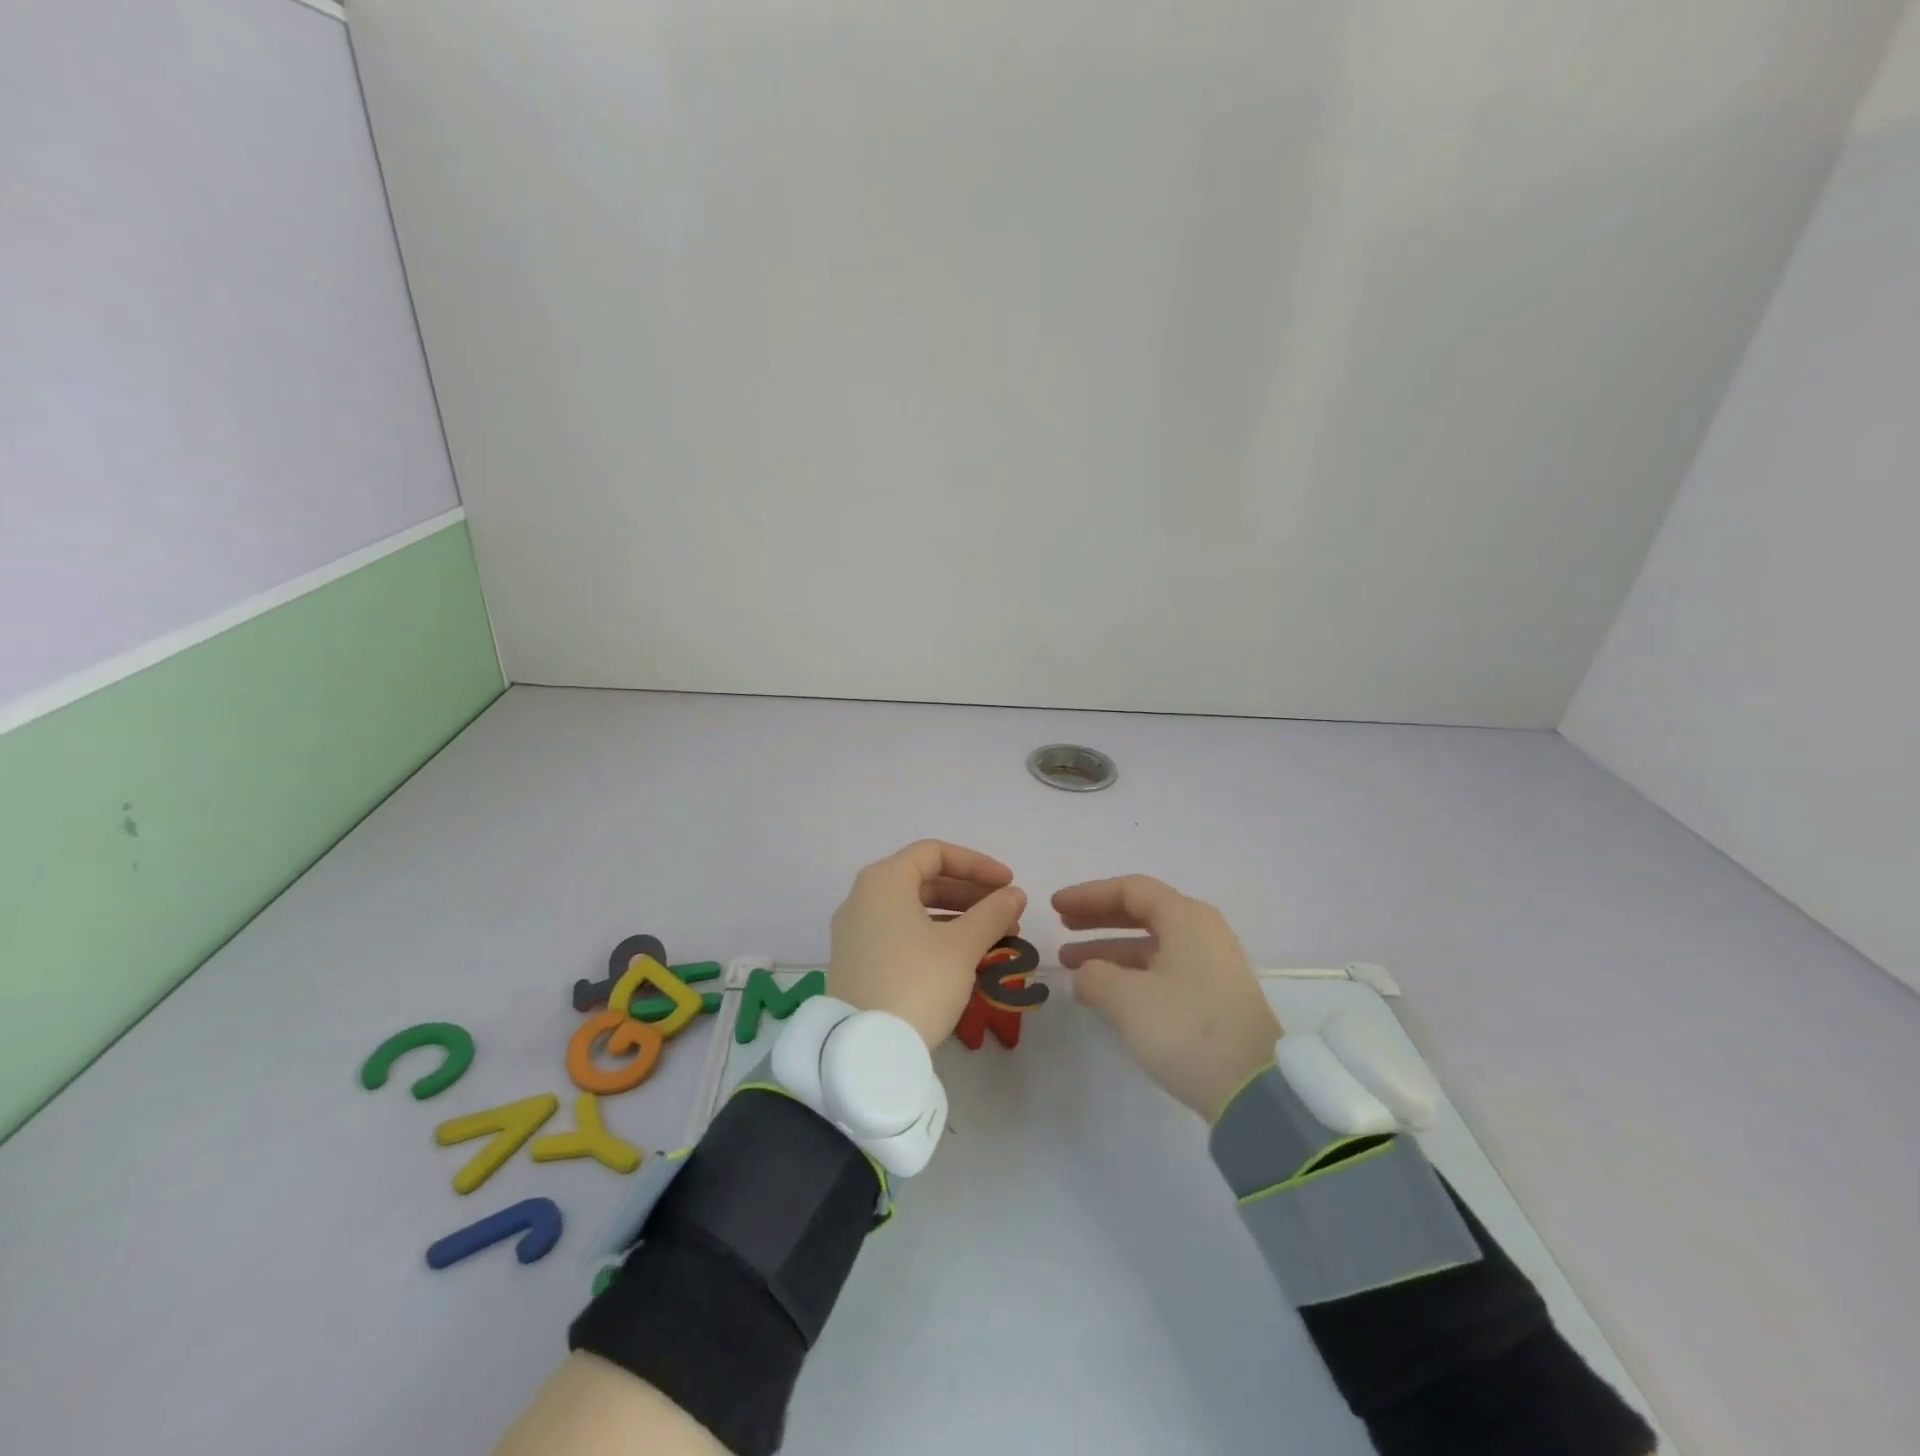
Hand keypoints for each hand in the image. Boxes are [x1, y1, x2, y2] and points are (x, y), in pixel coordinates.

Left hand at [829, 840, 1027, 1048]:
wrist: (866, 1050)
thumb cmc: (917, 983)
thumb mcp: (962, 946)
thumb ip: (992, 913)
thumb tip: (1014, 894)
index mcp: (884, 881)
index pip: (934, 853)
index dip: (976, 864)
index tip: (1008, 884)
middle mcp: (863, 897)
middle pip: (923, 880)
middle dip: (970, 894)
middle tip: (1006, 913)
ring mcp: (855, 931)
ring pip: (914, 909)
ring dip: (957, 917)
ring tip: (996, 938)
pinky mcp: (857, 961)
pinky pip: (900, 933)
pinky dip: (934, 936)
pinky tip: (964, 957)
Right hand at [1055, 875, 1281, 1120]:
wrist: (1254, 1091)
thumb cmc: (1186, 1028)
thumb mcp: (1127, 999)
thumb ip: (1095, 976)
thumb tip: (1086, 975)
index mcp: (1186, 918)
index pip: (1130, 890)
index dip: (1088, 895)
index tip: (1055, 906)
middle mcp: (1202, 932)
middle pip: (1141, 912)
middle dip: (1098, 918)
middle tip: (1062, 926)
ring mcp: (1211, 965)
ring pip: (1150, 944)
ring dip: (1109, 950)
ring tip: (1071, 964)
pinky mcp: (1213, 997)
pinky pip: (1162, 969)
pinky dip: (1129, 973)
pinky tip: (1104, 992)